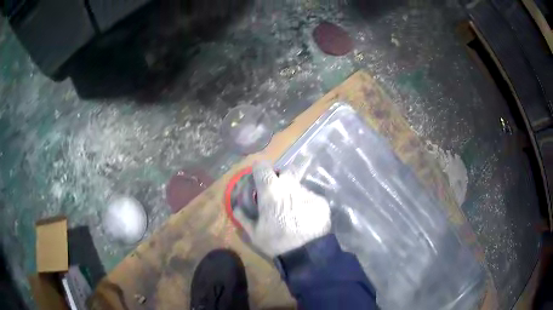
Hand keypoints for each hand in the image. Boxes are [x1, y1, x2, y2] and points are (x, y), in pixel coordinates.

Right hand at [234, 161, 330, 256]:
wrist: (307, 253)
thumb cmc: (276, 242)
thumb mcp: (254, 233)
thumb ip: (243, 217)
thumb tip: (237, 208)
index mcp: (271, 190)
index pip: (262, 166)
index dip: (259, 170)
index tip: (259, 178)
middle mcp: (290, 185)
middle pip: (285, 171)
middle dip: (280, 179)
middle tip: (277, 194)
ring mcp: (308, 192)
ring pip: (298, 185)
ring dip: (293, 193)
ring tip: (293, 210)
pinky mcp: (321, 201)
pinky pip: (310, 197)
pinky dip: (306, 204)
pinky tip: (305, 218)